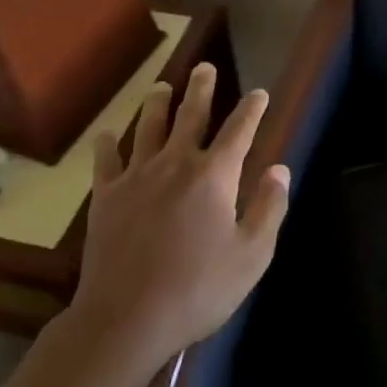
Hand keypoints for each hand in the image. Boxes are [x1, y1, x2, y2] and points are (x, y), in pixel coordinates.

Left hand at [68, 63, 290, 381]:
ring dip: (157, 104)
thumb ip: (269, 208)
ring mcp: (136, 178)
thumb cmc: (199, 289)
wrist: (127, 318)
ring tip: (162, 86)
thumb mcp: (252, 255)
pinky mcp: (106, 198)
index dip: (252, 109)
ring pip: (148, 128)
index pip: (239, 131)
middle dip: (201, 89)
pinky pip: (106, 160)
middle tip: (204, 68)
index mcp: (214, 177)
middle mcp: (175, 164)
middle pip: (190, 116)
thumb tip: (280, 169)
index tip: (259, 93)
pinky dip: (109, 143)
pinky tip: (109, 133)